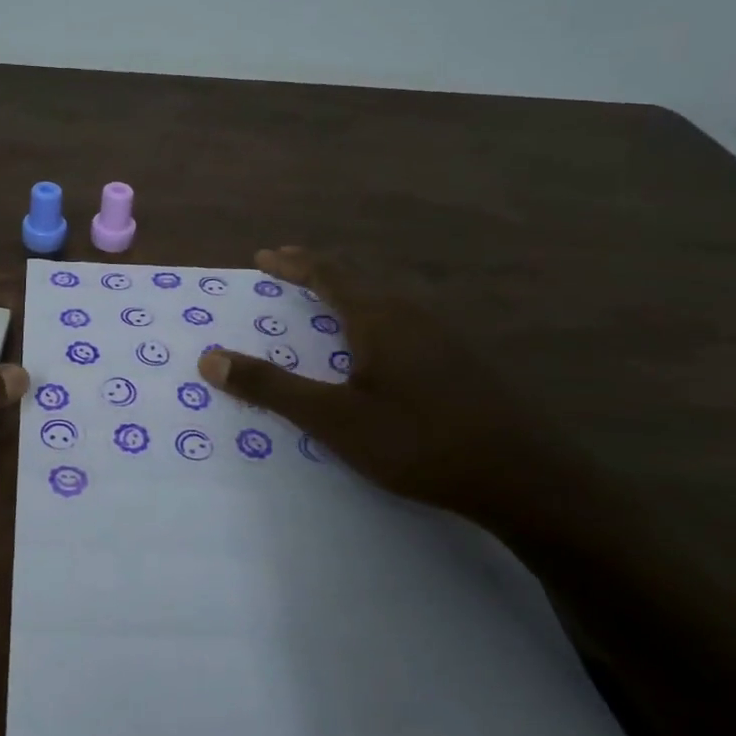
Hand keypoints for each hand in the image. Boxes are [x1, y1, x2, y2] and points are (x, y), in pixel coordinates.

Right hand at [197, 247, 560, 522]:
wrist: (525, 478)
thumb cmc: (417, 442)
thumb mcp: (332, 419)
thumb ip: (271, 386)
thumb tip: (210, 357)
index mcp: (379, 318)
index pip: (328, 274)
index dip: (293, 264)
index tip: (264, 256)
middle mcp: (413, 314)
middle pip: (359, 279)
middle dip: (319, 273)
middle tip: (290, 272)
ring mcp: (447, 336)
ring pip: (387, 301)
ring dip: (350, 295)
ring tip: (328, 305)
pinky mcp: (466, 361)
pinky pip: (408, 323)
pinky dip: (376, 319)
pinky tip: (382, 350)